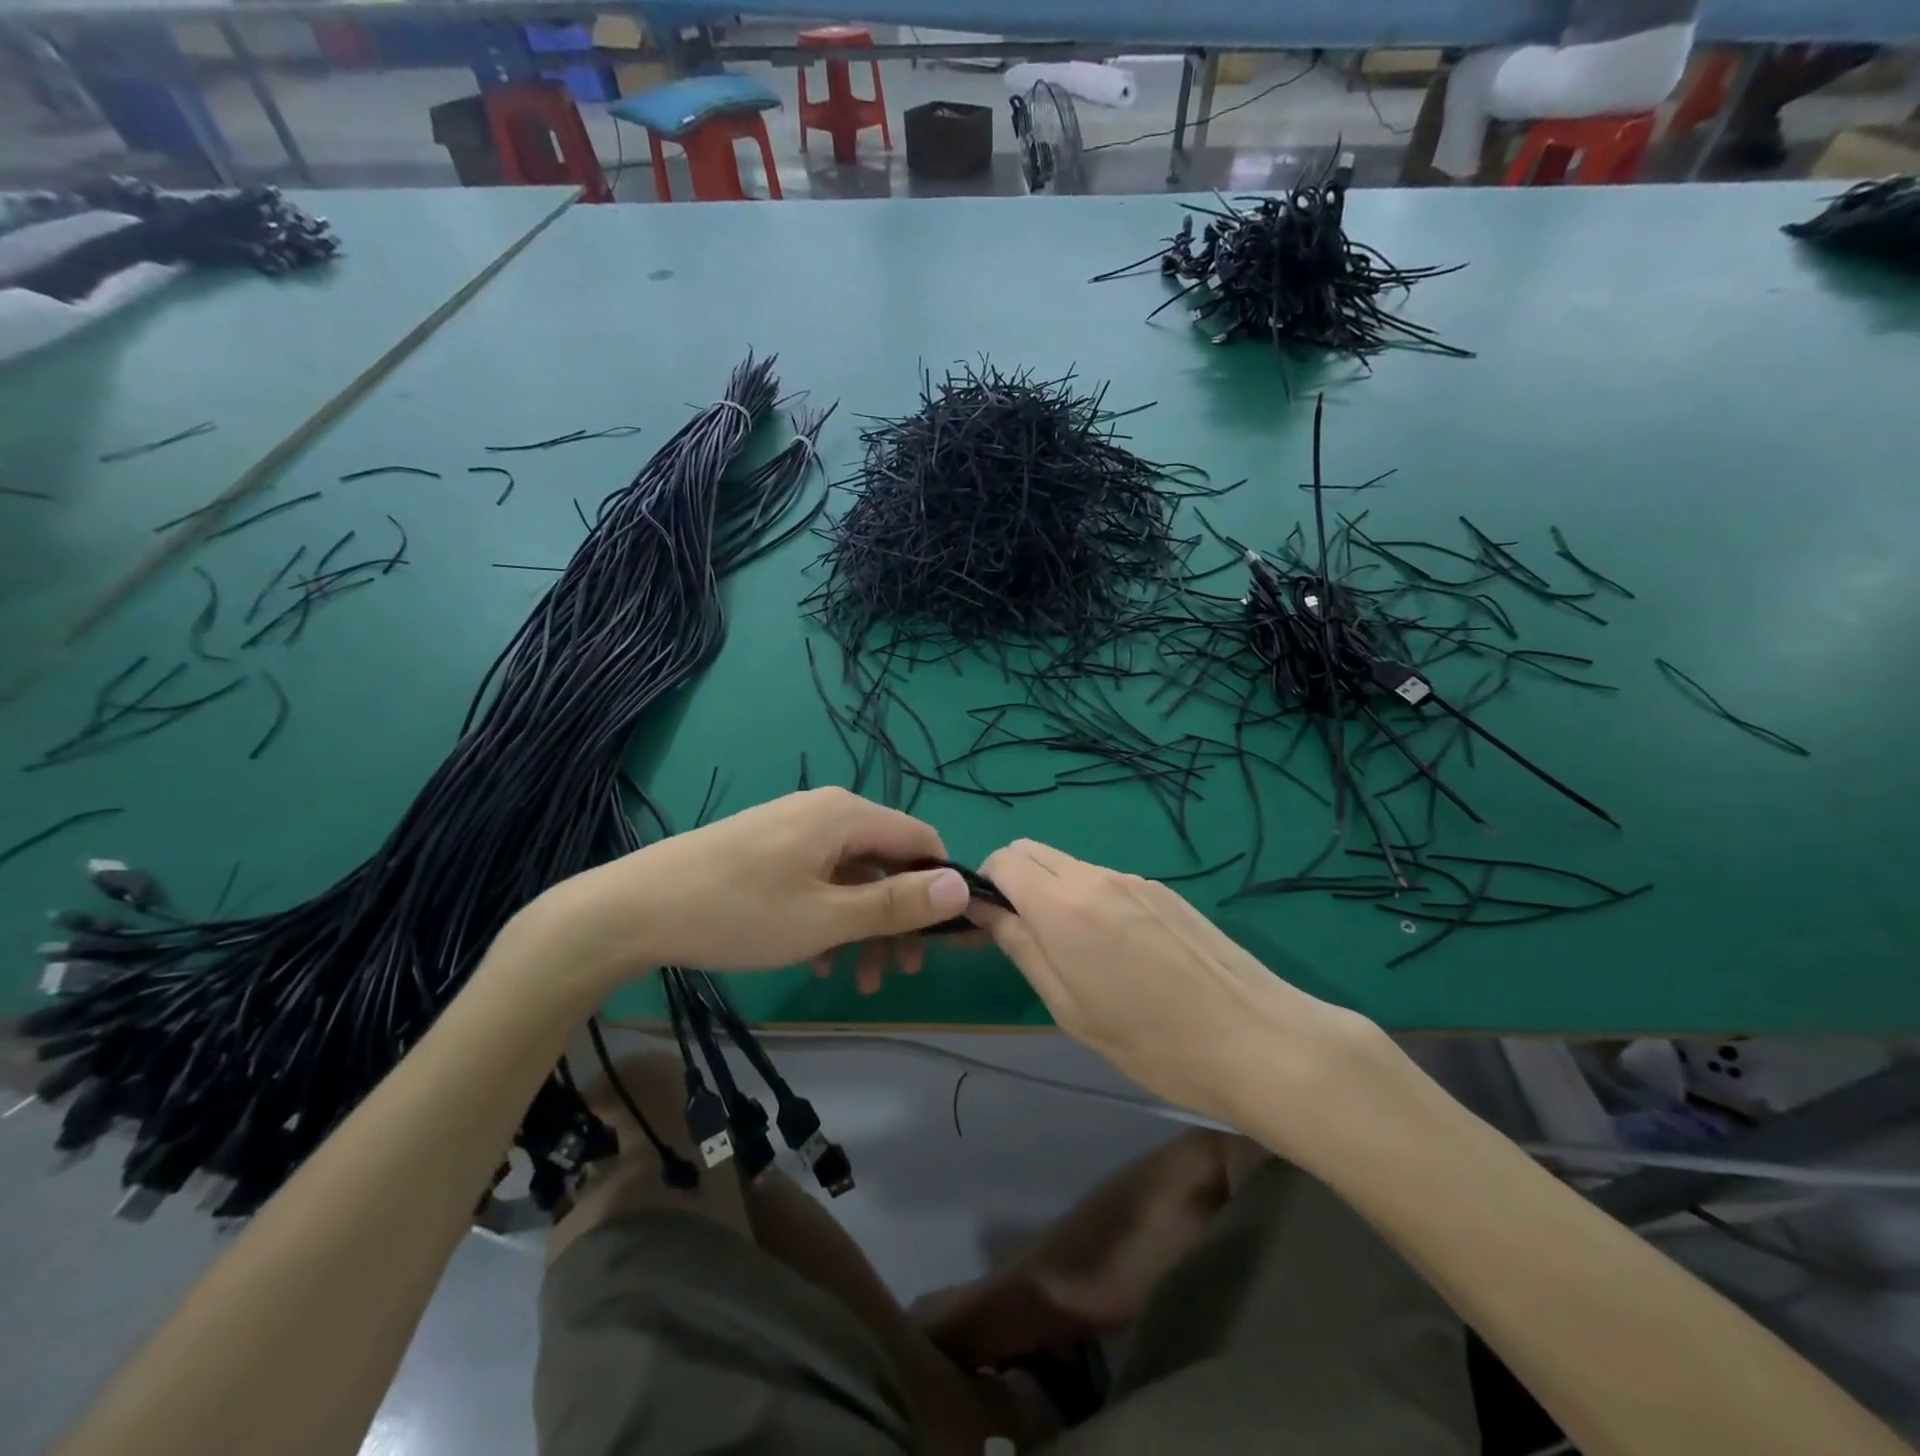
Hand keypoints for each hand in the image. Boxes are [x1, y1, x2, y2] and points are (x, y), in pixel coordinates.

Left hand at [535, 789, 970, 990]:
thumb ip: (897, 903)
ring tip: (856, 980)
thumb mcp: (827, 917)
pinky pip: (820, 880)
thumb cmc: (740, 912)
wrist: (635, 908)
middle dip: (899, 919)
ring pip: (853, 877)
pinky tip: (815, 960)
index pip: (922, 840)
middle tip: (897, 974)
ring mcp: (795, 829)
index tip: (942, 941)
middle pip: (887, 862)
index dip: (941, 888)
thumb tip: (964, 886)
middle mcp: (827, 812)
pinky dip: (830, 918)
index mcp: (847, 816)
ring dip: (864, 927)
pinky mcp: (770, 849)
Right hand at [972, 839, 1382, 1126]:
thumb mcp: (1070, 1008)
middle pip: (1032, 851)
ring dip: (1051, 891)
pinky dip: (1088, 898)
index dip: (984, 886)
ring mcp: (1135, 879)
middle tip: (1021, 935)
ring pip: (1069, 865)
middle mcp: (1096, 876)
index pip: (1003, 859)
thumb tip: (985, 911)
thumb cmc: (1153, 1043)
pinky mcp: (1163, 890)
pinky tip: (1117, 950)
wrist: (1258, 1041)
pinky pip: (1105, 880)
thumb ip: (1022, 947)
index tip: (986, 926)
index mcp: (1065, 905)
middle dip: (1013, 882)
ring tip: (1074, 951)